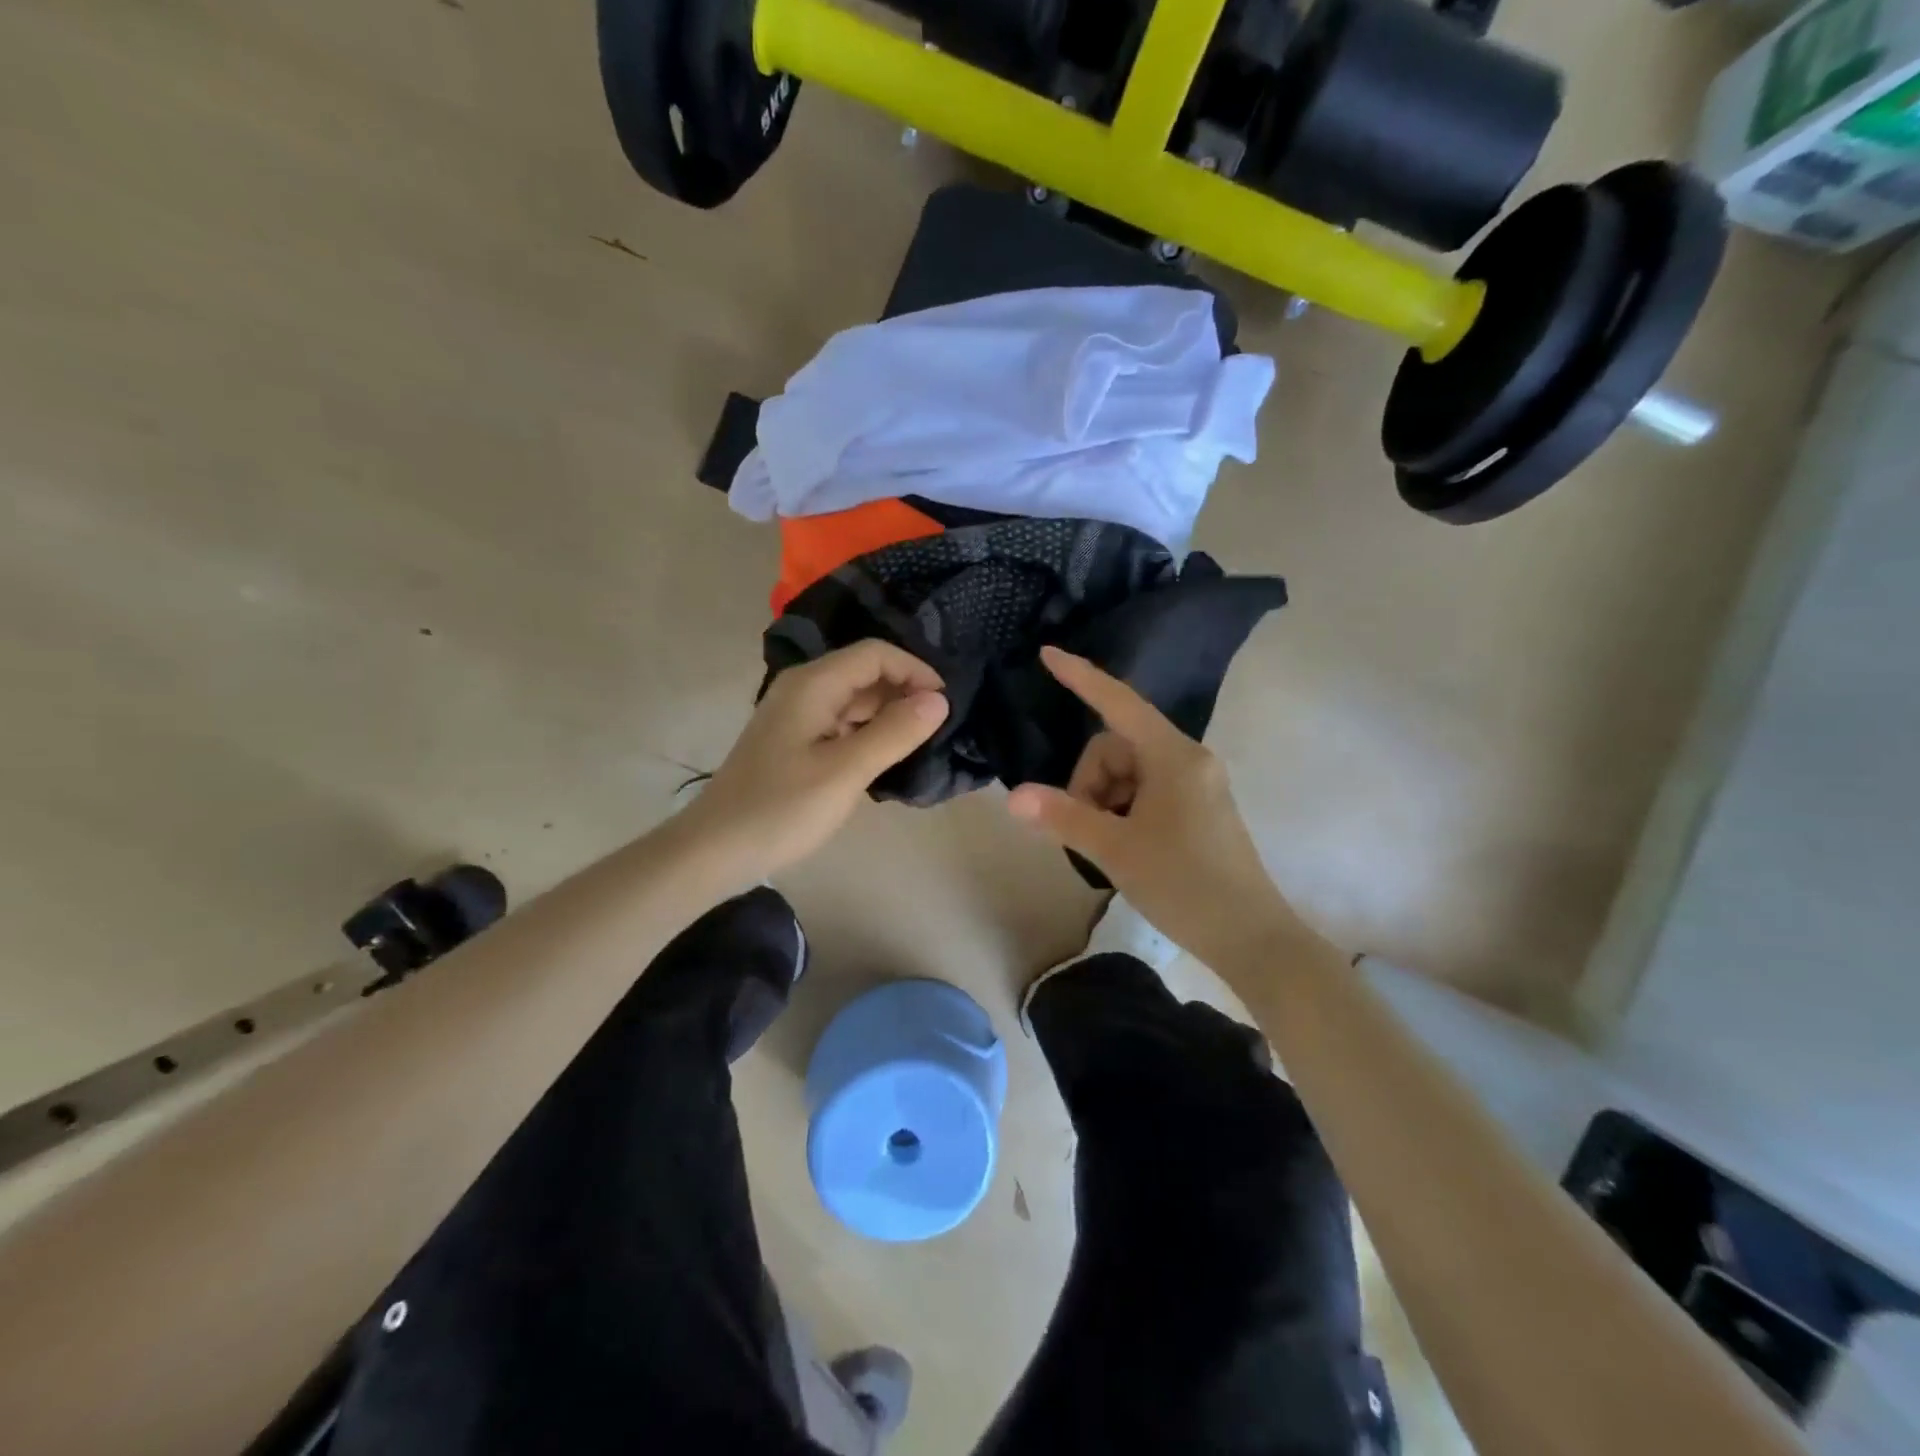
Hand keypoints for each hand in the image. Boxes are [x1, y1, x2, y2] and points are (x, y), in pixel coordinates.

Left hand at [678, 641, 948, 882]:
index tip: (945, 705)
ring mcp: (796, 716)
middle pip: (864, 672)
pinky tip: (885, 757)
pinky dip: (868, 732)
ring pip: (854, 699)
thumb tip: (939, 700)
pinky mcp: (794, 742)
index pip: (875, 653)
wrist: (715, 850)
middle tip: (939, 727)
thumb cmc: (781, 809)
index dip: (915, 671)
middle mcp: (803, 689)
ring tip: (920, 742)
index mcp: (813, 684)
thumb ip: (894, 732)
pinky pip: (841, 723)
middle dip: (904, 691)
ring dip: (888, 713)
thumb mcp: (845, 771)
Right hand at [1007, 647, 1297, 968]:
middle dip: (1090, 784)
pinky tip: (1124, 847)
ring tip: (1108, 847)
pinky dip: (1124, 811)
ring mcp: (1196, 783)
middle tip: (1088, 832)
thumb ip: (1064, 817)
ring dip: (1105, 801)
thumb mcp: (1116, 850)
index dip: (1081, 678)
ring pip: (1128, 773)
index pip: (1118, 702)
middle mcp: (1188, 759)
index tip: (1048, 654)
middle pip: (1116, 748)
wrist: (1251, 938)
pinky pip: (1146, 790)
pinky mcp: (1198, 807)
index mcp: (1173, 756)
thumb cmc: (1184, 885)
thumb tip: (1015, 795)